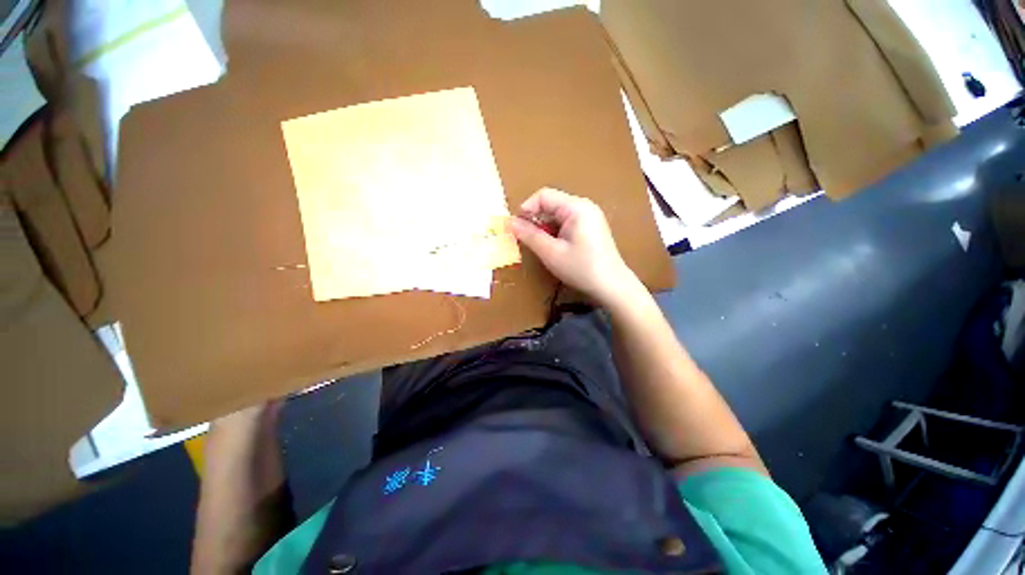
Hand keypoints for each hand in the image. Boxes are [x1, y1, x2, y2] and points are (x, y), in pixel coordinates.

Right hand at [509, 187, 641, 306]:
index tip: (516, 226)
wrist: (612, 286)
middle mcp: (584, 206)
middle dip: (536, 219)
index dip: (526, 208)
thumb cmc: (581, 268)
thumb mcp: (551, 253)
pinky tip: (555, 248)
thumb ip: (529, 235)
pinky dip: (556, 232)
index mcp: (576, 207)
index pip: (544, 195)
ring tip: (542, 246)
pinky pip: (567, 222)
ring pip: (558, 215)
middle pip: (552, 204)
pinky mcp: (591, 227)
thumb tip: (510, 222)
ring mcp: (590, 216)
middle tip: (527, 239)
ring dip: (545, 227)